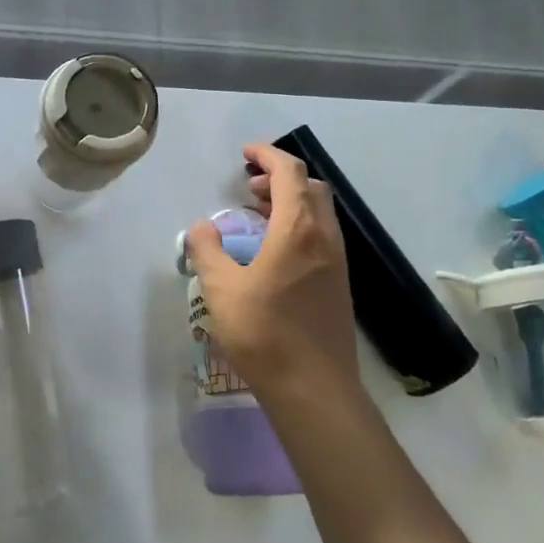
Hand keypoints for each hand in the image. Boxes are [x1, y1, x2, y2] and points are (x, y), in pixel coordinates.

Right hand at [184, 144, 358, 401]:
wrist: (314, 388)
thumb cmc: (264, 332)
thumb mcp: (220, 288)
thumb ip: (207, 250)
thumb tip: (203, 228)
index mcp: (297, 229)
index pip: (289, 172)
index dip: (267, 155)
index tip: (245, 154)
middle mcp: (324, 237)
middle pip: (310, 187)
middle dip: (280, 178)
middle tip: (248, 189)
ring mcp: (338, 261)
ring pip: (319, 212)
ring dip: (291, 202)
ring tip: (257, 218)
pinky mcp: (340, 283)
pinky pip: (322, 235)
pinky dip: (299, 225)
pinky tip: (274, 252)